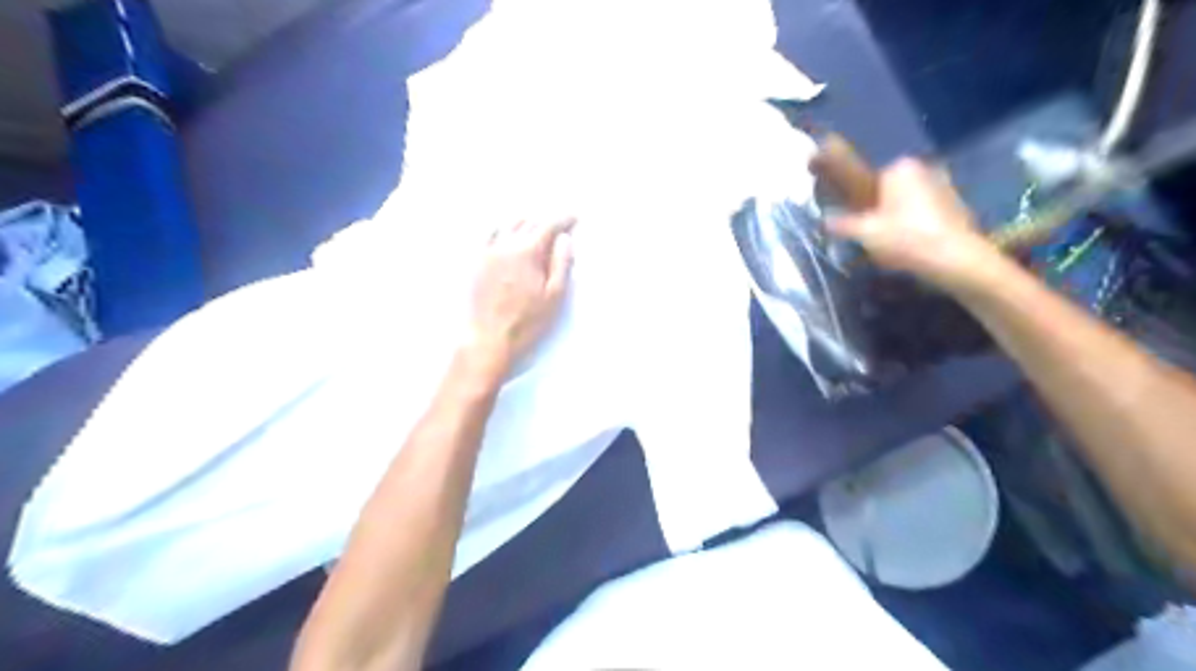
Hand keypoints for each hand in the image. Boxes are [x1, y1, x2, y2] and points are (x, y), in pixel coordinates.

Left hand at [465, 218, 576, 368]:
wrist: (488, 338)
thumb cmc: (527, 322)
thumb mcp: (554, 296)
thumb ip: (561, 264)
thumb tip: (564, 239)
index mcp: (527, 252)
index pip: (548, 225)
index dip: (564, 219)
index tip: (575, 217)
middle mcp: (505, 245)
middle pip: (528, 222)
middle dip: (546, 220)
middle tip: (560, 226)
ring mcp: (487, 252)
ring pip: (507, 225)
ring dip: (525, 222)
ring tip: (536, 228)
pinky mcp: (476, 262)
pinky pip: (490, 235)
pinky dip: (503, 229)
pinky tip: (508, 235)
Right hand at [834, 156, 1007, 292]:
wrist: (956, 261)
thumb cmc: (906, 239)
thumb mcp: (864, 233)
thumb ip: (841, 224)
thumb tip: (824, 219)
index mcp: (899, 168)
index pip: (868, 177)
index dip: (857, 198)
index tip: (849, 216)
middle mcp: (923, 169)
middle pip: (888, 190)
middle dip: (876, 208)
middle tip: (865, 233)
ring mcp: (944, 187)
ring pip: (906, 203)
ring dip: (895, 218)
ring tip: (885, 244)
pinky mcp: (956, 207)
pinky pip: (923, 214)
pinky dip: (913, 226)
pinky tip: (906, 247)